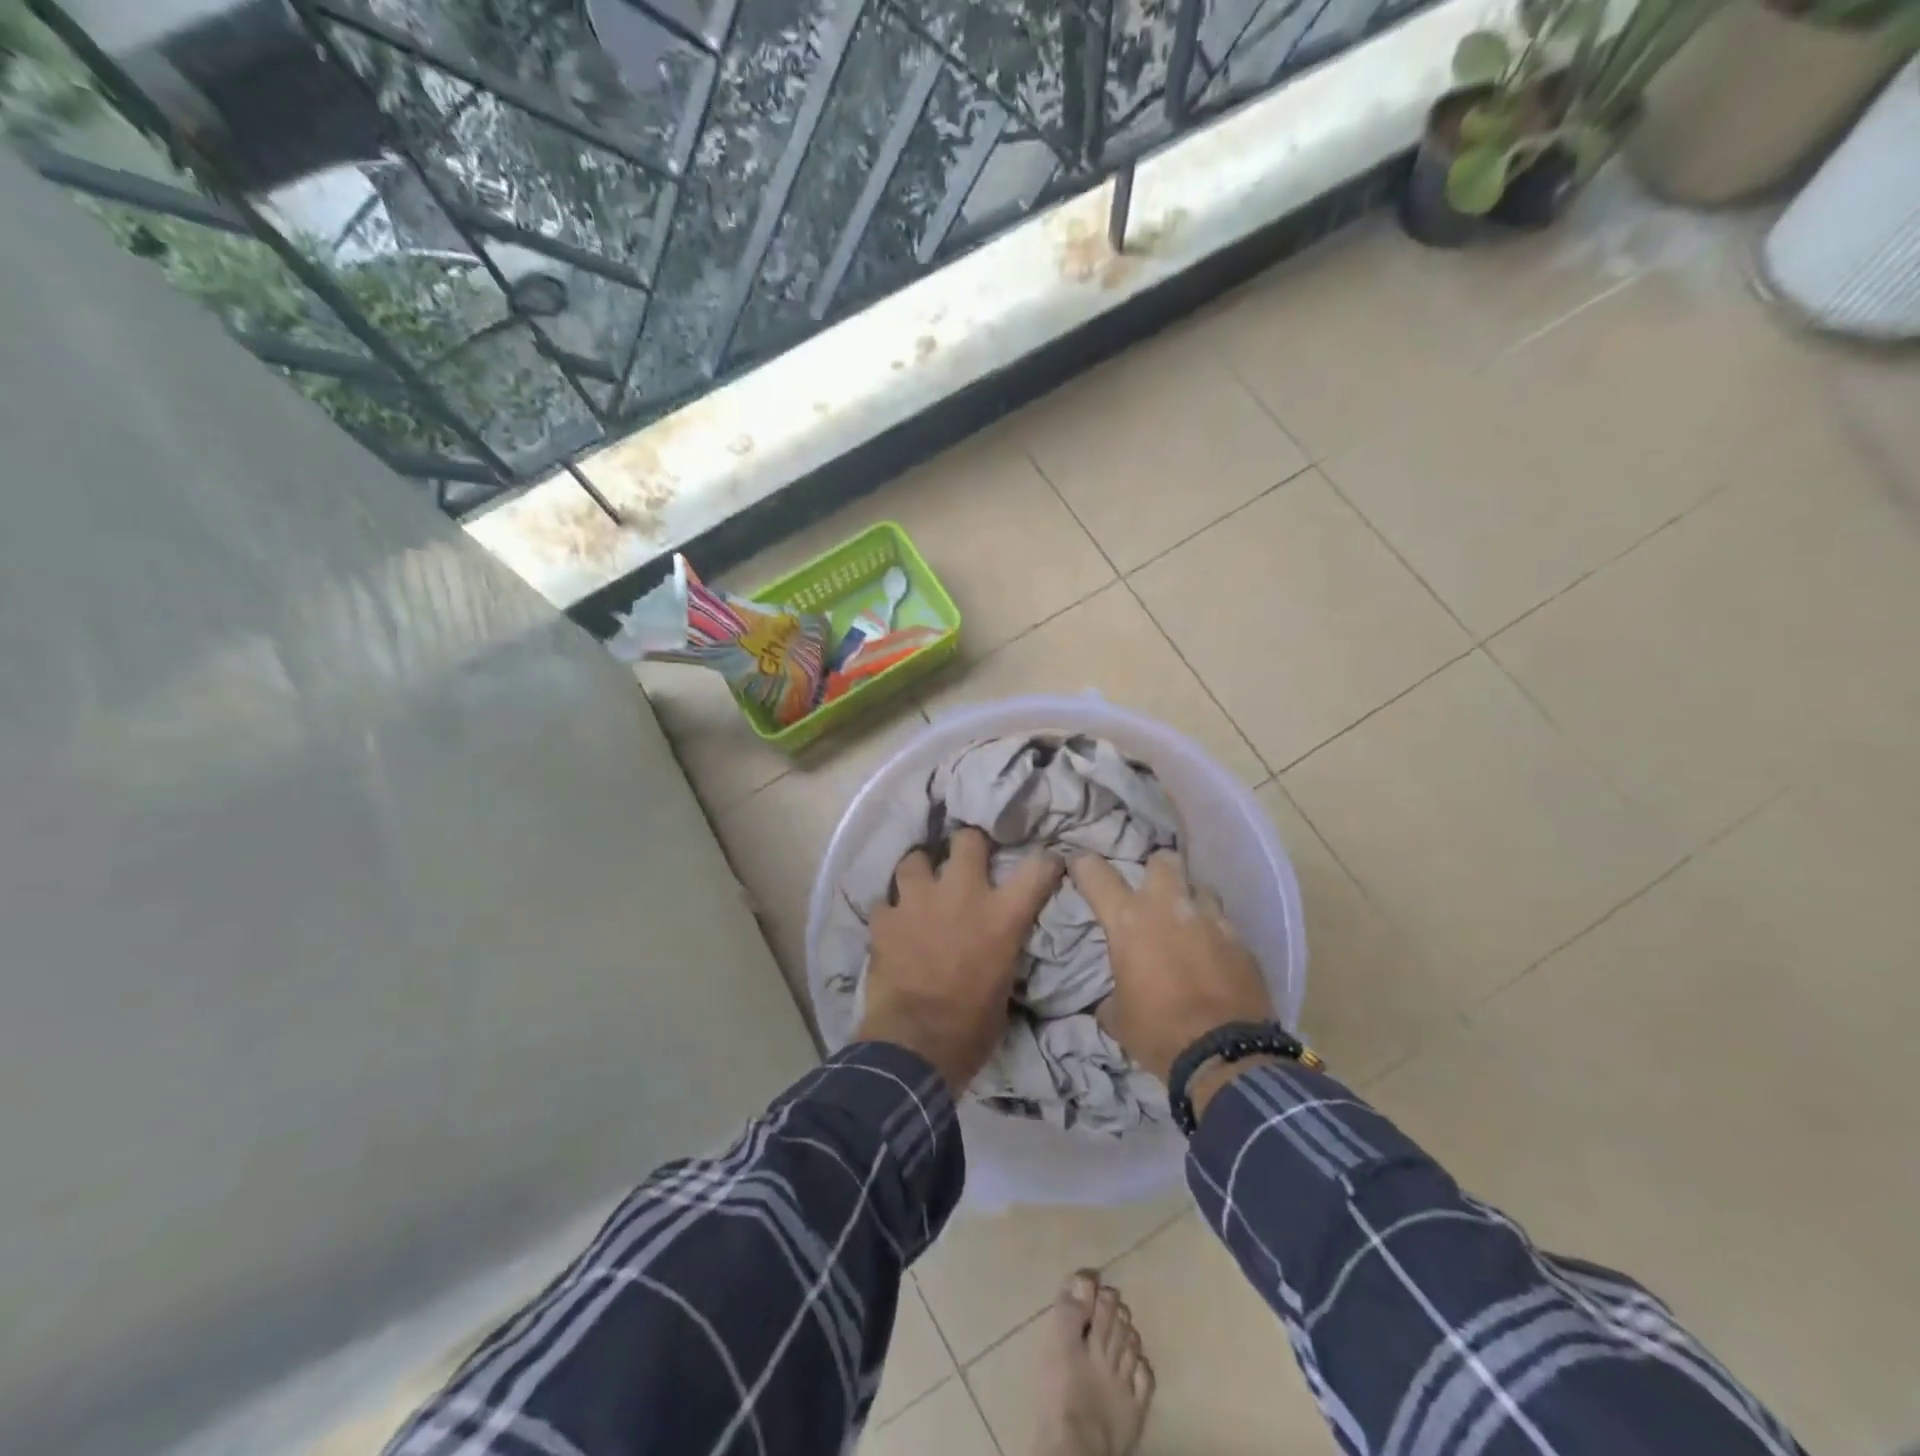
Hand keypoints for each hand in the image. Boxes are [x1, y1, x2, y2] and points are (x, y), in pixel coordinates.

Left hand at [856, 828, 1063, 1092]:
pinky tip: (893, 926)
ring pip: (915, 859)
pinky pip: (885, 902)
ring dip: (920, 872)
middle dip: (968, 846)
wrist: (915, 1046)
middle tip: (966, 862)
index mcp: (1001, 915)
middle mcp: (962, 894)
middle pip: (967, 839)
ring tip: (921, 889)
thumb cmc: (971, 1028)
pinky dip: (891, 912)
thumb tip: (1000, 942)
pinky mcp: (884, 918)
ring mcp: (917, 900)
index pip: (1037, 867)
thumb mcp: (1005, 986)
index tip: (1044, 864)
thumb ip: (1004, 948)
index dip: (1044, 862)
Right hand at [1069, 851, 1274, 1087]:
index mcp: (1129, 920)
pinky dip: (1215, 933)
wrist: (1225, 1056)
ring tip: (1186, 923)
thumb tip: (1112, 998)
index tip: (1078, 863)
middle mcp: (1169, 907)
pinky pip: (1224, 923)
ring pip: (1200, 887)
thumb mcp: (1118, 1016)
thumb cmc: (1158, 1031)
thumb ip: (1111, 993)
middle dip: (1154, 869)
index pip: (1096, 874)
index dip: (1083, 864)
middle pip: (1163, 860)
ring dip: (1190, 900)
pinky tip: (1213, 955)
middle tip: (1150, 890)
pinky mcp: (1241, 941)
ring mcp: (1210, 920)